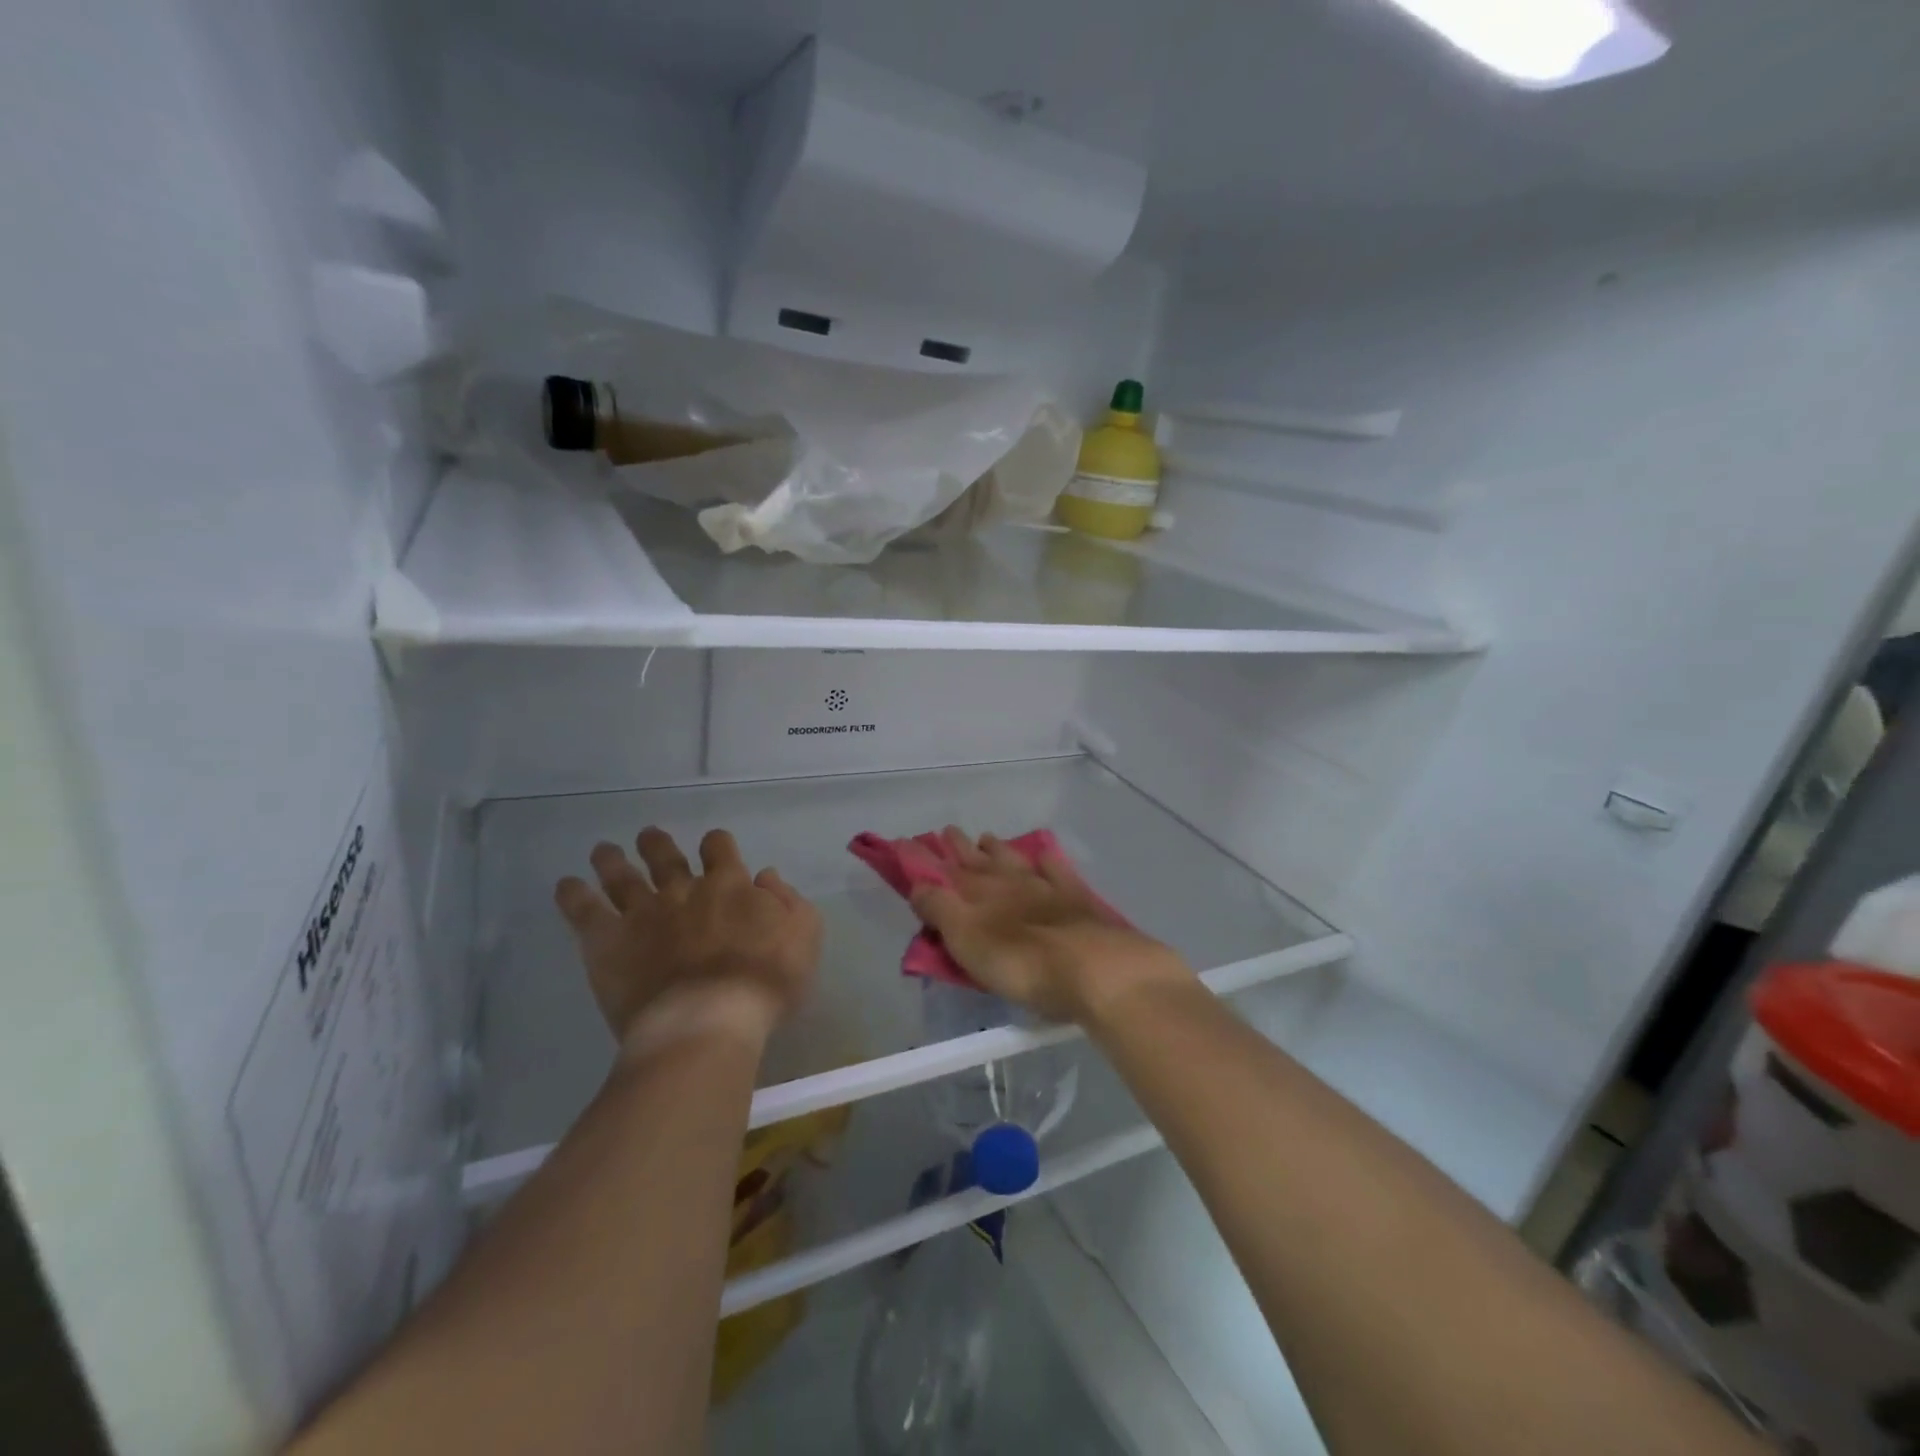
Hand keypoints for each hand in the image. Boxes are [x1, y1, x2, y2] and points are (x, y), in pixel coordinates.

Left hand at [554, 827, 820, 1055]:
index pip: (719, 848)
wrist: (708, 1020)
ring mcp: (642, 913)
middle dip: (657, 844)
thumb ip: (788, 901)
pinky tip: (567, 885)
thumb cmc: (766, 982)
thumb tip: (765, 875)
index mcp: (730, 885)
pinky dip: (574, 895)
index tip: (713, 847)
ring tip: (603, 850)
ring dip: (612, 860)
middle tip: (649, 837)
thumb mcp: (803, 936)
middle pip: (666, 856)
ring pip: (622, 876)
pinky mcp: (608, 942)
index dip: (716, 844)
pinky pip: (584, 911)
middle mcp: (683, 890)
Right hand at [908, 827, 1191, 1026]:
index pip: (942, 871)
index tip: (905, 842)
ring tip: (985, 838)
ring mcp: (1045, 886)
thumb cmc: (1021, 962)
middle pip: (978, 859)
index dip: (922, 858)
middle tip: (946, 832)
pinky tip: (1044, 856)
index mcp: (978, 893)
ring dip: (997, 849)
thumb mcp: (967, 940)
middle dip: (959, 847)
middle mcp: (1009, 881)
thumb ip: (940, 909)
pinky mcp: (1076, 899)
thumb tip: (918, 883)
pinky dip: (1046, 861)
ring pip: (1014, 859)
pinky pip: (1056, 870)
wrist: (1094, 968)